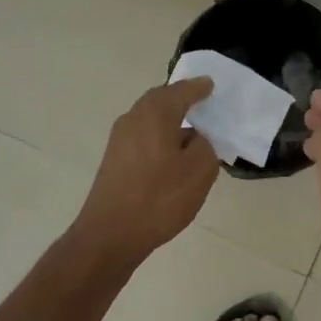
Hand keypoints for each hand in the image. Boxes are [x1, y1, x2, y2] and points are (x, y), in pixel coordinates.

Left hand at [70, 78, 220, 266]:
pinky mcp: (114, 160)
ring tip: (191, 132)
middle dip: (181, 100)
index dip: (199, 88)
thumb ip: (205, 146)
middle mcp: (134, 118)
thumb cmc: (159, 198)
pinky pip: (143, 137)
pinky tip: (172, 157)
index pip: (182, 90)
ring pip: (150, 119)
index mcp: (155, 113)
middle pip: (161, 100)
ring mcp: (119, 139)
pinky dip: (159, 138)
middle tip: (202, 103)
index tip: (211, 86)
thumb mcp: (199, 171)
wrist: (110, 235)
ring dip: (170, 121)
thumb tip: (195, 139)